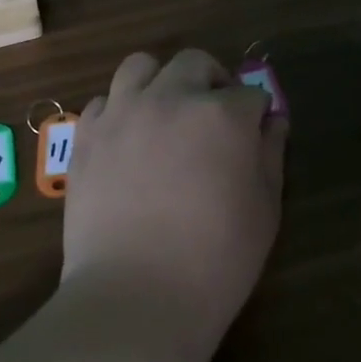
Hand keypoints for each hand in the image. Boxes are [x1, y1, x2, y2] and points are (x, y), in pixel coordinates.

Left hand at [61, 49, 286, 343]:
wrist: (135, 298)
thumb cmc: (216, 260)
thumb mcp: (265, 209)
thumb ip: (271, 154)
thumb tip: (273, 122)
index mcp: (222, 114)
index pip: (250, 93)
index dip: (257, 114)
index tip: (255, 134)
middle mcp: (171, 98)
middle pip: (195, 63)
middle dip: (213, 82)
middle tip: (215, 116)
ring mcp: (123, 112)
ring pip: (142, 66)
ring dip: (161, 81)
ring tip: (166, 112)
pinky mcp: (87, 136)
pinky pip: (104, 101)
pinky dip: (121, 110)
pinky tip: (128, 139)